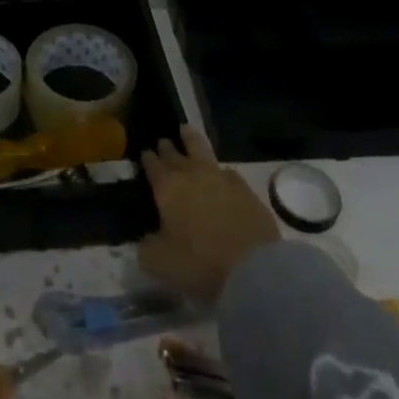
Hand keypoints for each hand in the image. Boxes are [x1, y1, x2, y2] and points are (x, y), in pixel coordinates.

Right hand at [139, 125, 278, 300]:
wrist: (254, 268)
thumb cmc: (200, 263)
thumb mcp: (161, 263)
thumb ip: (147, 247)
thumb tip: (146, 240)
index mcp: (167, 188)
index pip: (152, 165)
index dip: (148, 158)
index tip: (144, 153)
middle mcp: (191, 174)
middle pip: (175, 153)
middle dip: (167, 147)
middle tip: (163, 142)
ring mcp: (220, 178)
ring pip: (201, 149)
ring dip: (191, 139)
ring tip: (186, 130)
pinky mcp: (245, 189)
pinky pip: (227, 172)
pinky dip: (220, 170)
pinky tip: (221, 174)